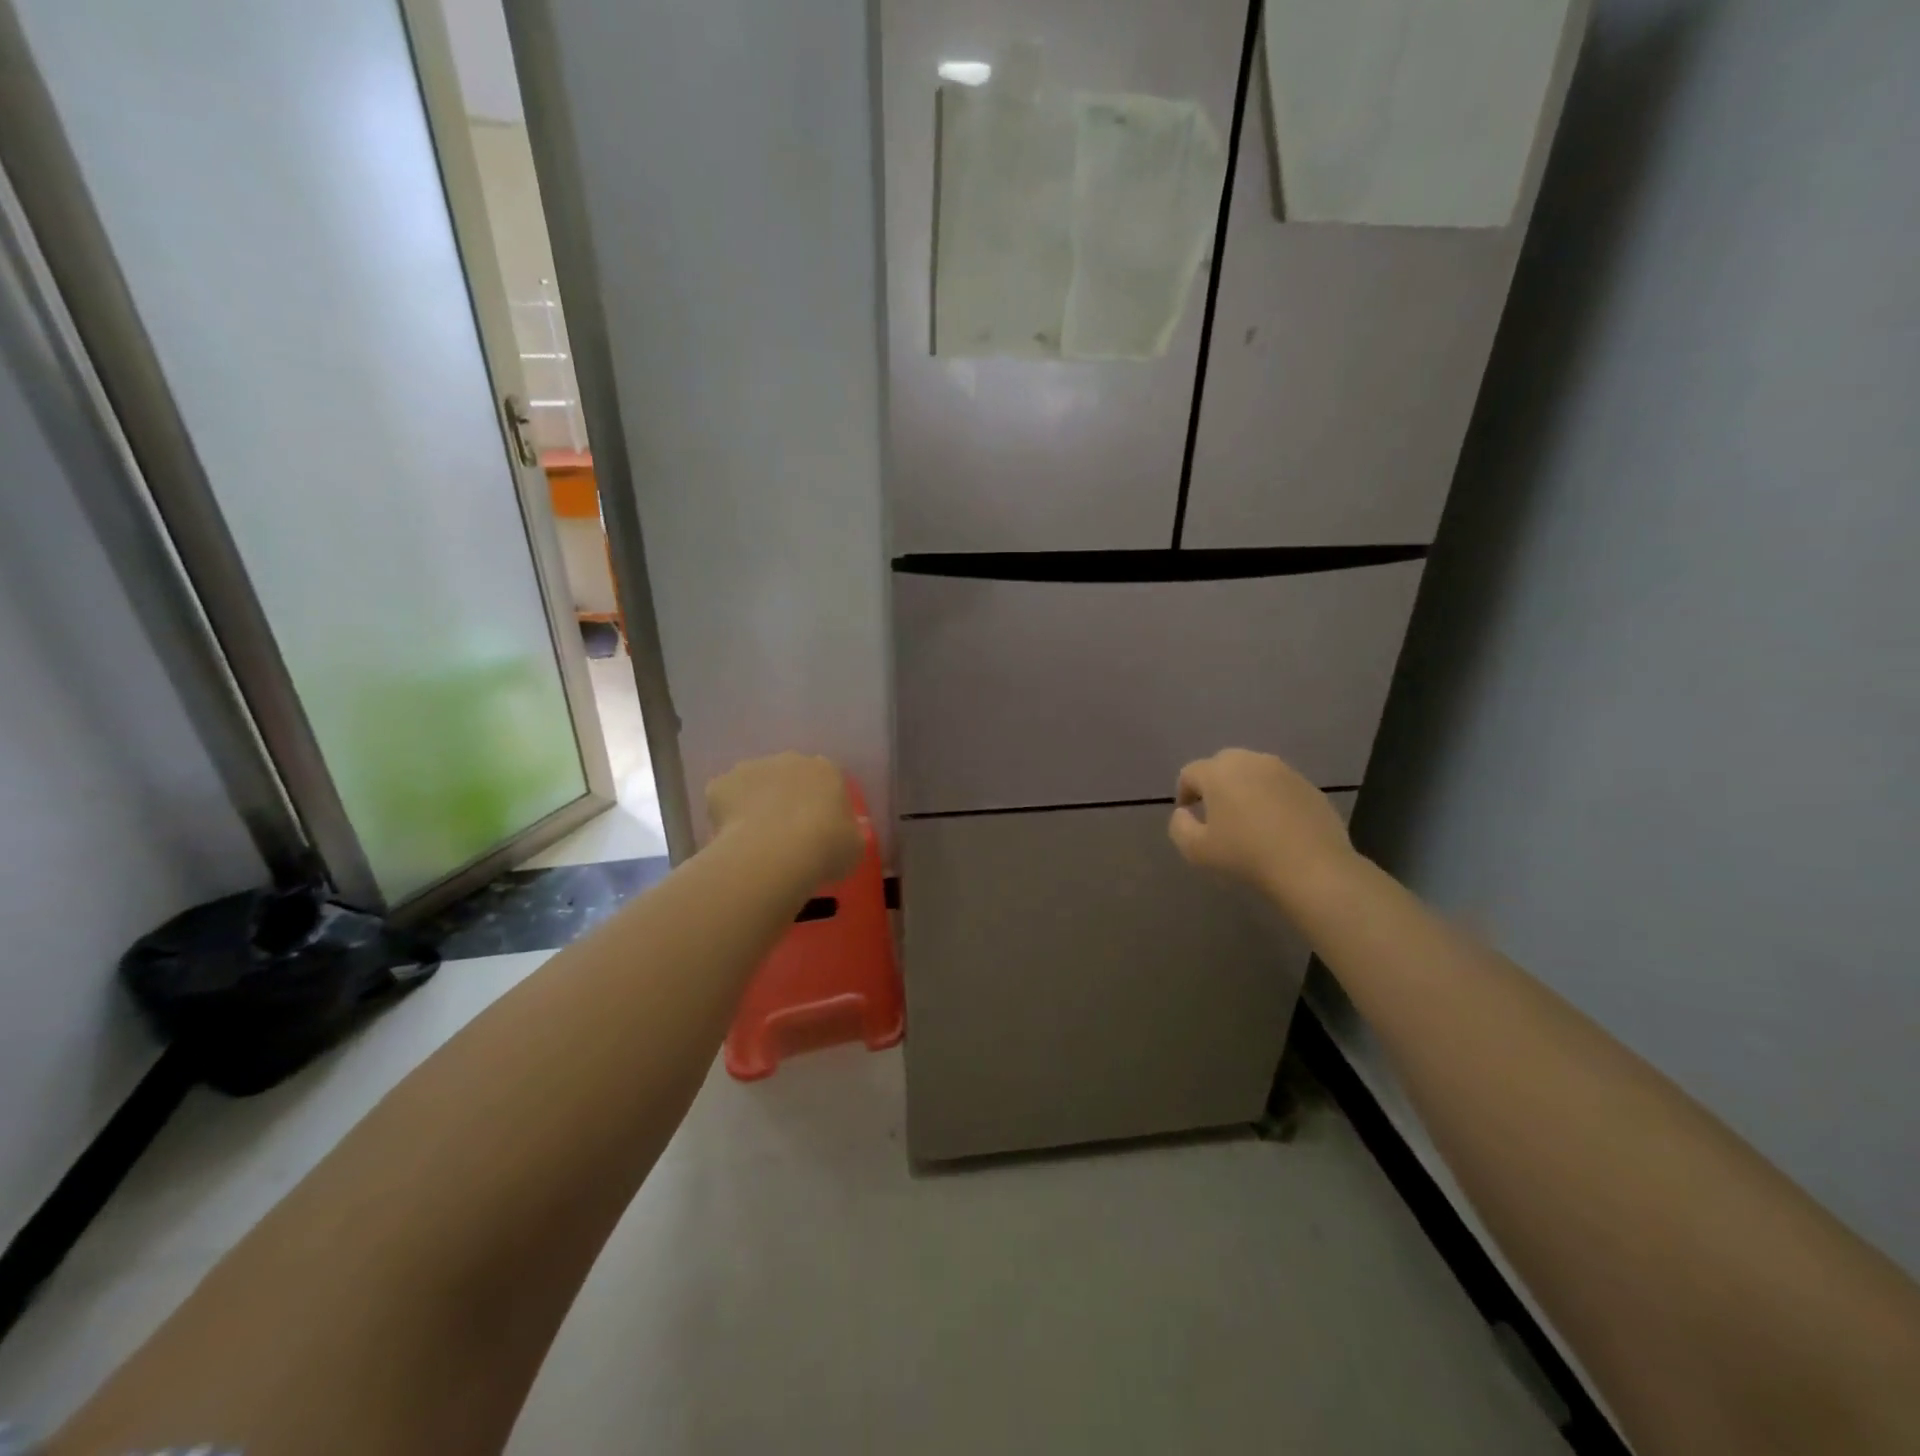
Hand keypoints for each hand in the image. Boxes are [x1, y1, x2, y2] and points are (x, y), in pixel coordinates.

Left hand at [706, 753, 864, 885]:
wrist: (774, 854)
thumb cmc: (825, 849)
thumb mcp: (855, 847)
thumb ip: (854, 832)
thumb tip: (857, 826)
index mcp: (827, 770)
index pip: (827, 779)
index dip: (821, 802)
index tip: (819, 827)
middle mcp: (790, 759)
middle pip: (788, 775)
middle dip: (786, 797)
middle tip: (785, 832)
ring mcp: (752, 768)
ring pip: (754, 783)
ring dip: (755, 801)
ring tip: (756, 838)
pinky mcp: (722, 783)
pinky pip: (724, 797)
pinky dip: (726, 813)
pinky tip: (731, 838)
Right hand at [1168, 749, 1356, 907]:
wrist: (1313, 868)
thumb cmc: (1246, 856)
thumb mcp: (1196, 850)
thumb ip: (1179, 826)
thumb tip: (1185, 813)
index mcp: (1218, 772)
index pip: (1190, 773)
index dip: (1184, 793)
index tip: (1188, 815)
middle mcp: (1250, 761)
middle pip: (1222, 765)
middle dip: (1214, 784)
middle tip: (1216, 813)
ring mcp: (1284, 771)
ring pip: (1253, 772)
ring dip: (1244, 788)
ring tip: (1247, 818)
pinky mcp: (1309, 786)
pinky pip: (1279, 786)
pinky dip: (1271, 798)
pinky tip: (1276, 825)